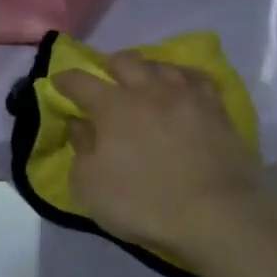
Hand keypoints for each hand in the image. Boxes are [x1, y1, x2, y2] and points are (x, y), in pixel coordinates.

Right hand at [52, 54, 264, 263]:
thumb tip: (79, 123)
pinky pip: (197, 79)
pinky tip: (183, 85)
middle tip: (105, 76)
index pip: (81, 82)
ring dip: (147, 68)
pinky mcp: (217, 108)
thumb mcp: (92, 187)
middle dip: (109, 65)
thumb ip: (81, 149)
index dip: (66, 80)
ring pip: (162, 65)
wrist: (217, 214)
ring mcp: (187, 95)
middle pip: (126, 61)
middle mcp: (149, 90)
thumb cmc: (145, 204)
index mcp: (114, 106)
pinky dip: (183, 77)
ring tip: (144, 78)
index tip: (59, 82)